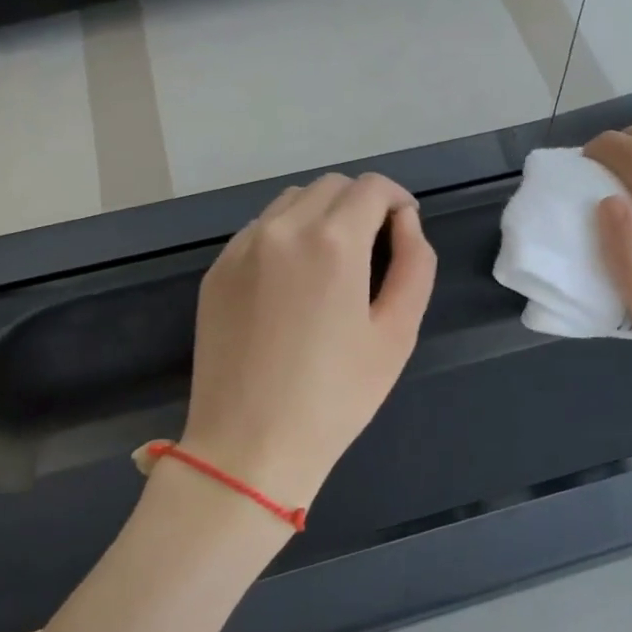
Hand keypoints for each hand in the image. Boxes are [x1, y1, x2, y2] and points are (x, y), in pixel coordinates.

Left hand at [180, 173, 436, 509]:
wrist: (249, 445)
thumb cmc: (336, 397)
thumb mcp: (397, 334)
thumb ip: (414, 265)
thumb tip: (405, 223)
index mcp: (333, 241)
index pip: (372, 188)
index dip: (397, 200)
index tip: (404, 228)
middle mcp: (282, 229)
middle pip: (331, 186)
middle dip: (361, 204)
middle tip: (375, 248)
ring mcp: (242, 247)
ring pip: (292, 201)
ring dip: (322, 214)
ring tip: (333, 262)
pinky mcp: (217, 270)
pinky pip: (260, 230)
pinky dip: (286, 235)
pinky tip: (293, 281)